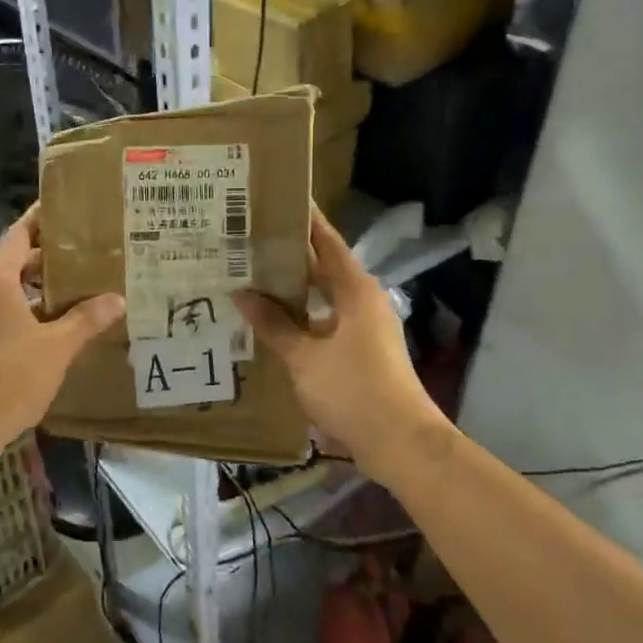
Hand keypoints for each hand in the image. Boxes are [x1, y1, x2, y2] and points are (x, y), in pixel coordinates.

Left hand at [0, 204, 123, 443]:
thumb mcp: (56, 347)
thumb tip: (117, 299)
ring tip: (79, 287)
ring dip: (39, 287)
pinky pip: (3, 313)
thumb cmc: (8, 377)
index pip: (20, 234)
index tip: (67, 208)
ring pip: (9, 290)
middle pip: (15, 261)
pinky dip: (28, 311)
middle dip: (49, 256)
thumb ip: (86, 319)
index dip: (42, 219)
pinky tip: (55, 326)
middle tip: (88, 252)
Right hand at [233, 210, 446, 474]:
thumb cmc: (352, 390)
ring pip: (324, 297)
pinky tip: (274, 324)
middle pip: (324, 267)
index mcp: (355, 290)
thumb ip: (273, 324)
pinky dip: (302, 317)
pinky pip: (326, 320)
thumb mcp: (303, 357)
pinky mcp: (363, 350)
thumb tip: (242, 293)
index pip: (326, 242)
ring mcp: (366, 327)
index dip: (304, 221)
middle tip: (251, 242)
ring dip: (294, 290)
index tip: (279, 200)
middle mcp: (363, 300)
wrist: (400, 442)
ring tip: (254, 279)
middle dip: (290, 256)